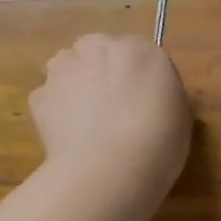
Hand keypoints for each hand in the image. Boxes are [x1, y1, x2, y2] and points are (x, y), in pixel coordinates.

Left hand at [29, 34, 191, 207]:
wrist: (109, 171)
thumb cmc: (158, 146)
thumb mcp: (181, 118)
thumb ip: (163, 96)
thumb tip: (151, 98)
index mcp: (143, 51)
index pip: (139, 52)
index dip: (137, 74)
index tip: (141, 99)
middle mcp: (101, 49)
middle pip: (97, 48)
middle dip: (100, 68)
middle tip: (110, 103)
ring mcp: (65, 69)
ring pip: (66, 65)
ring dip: (73, 81)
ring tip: (84, 117)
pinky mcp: (39, 95)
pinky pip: (48, 96)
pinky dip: (54, 110)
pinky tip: (66, 135)